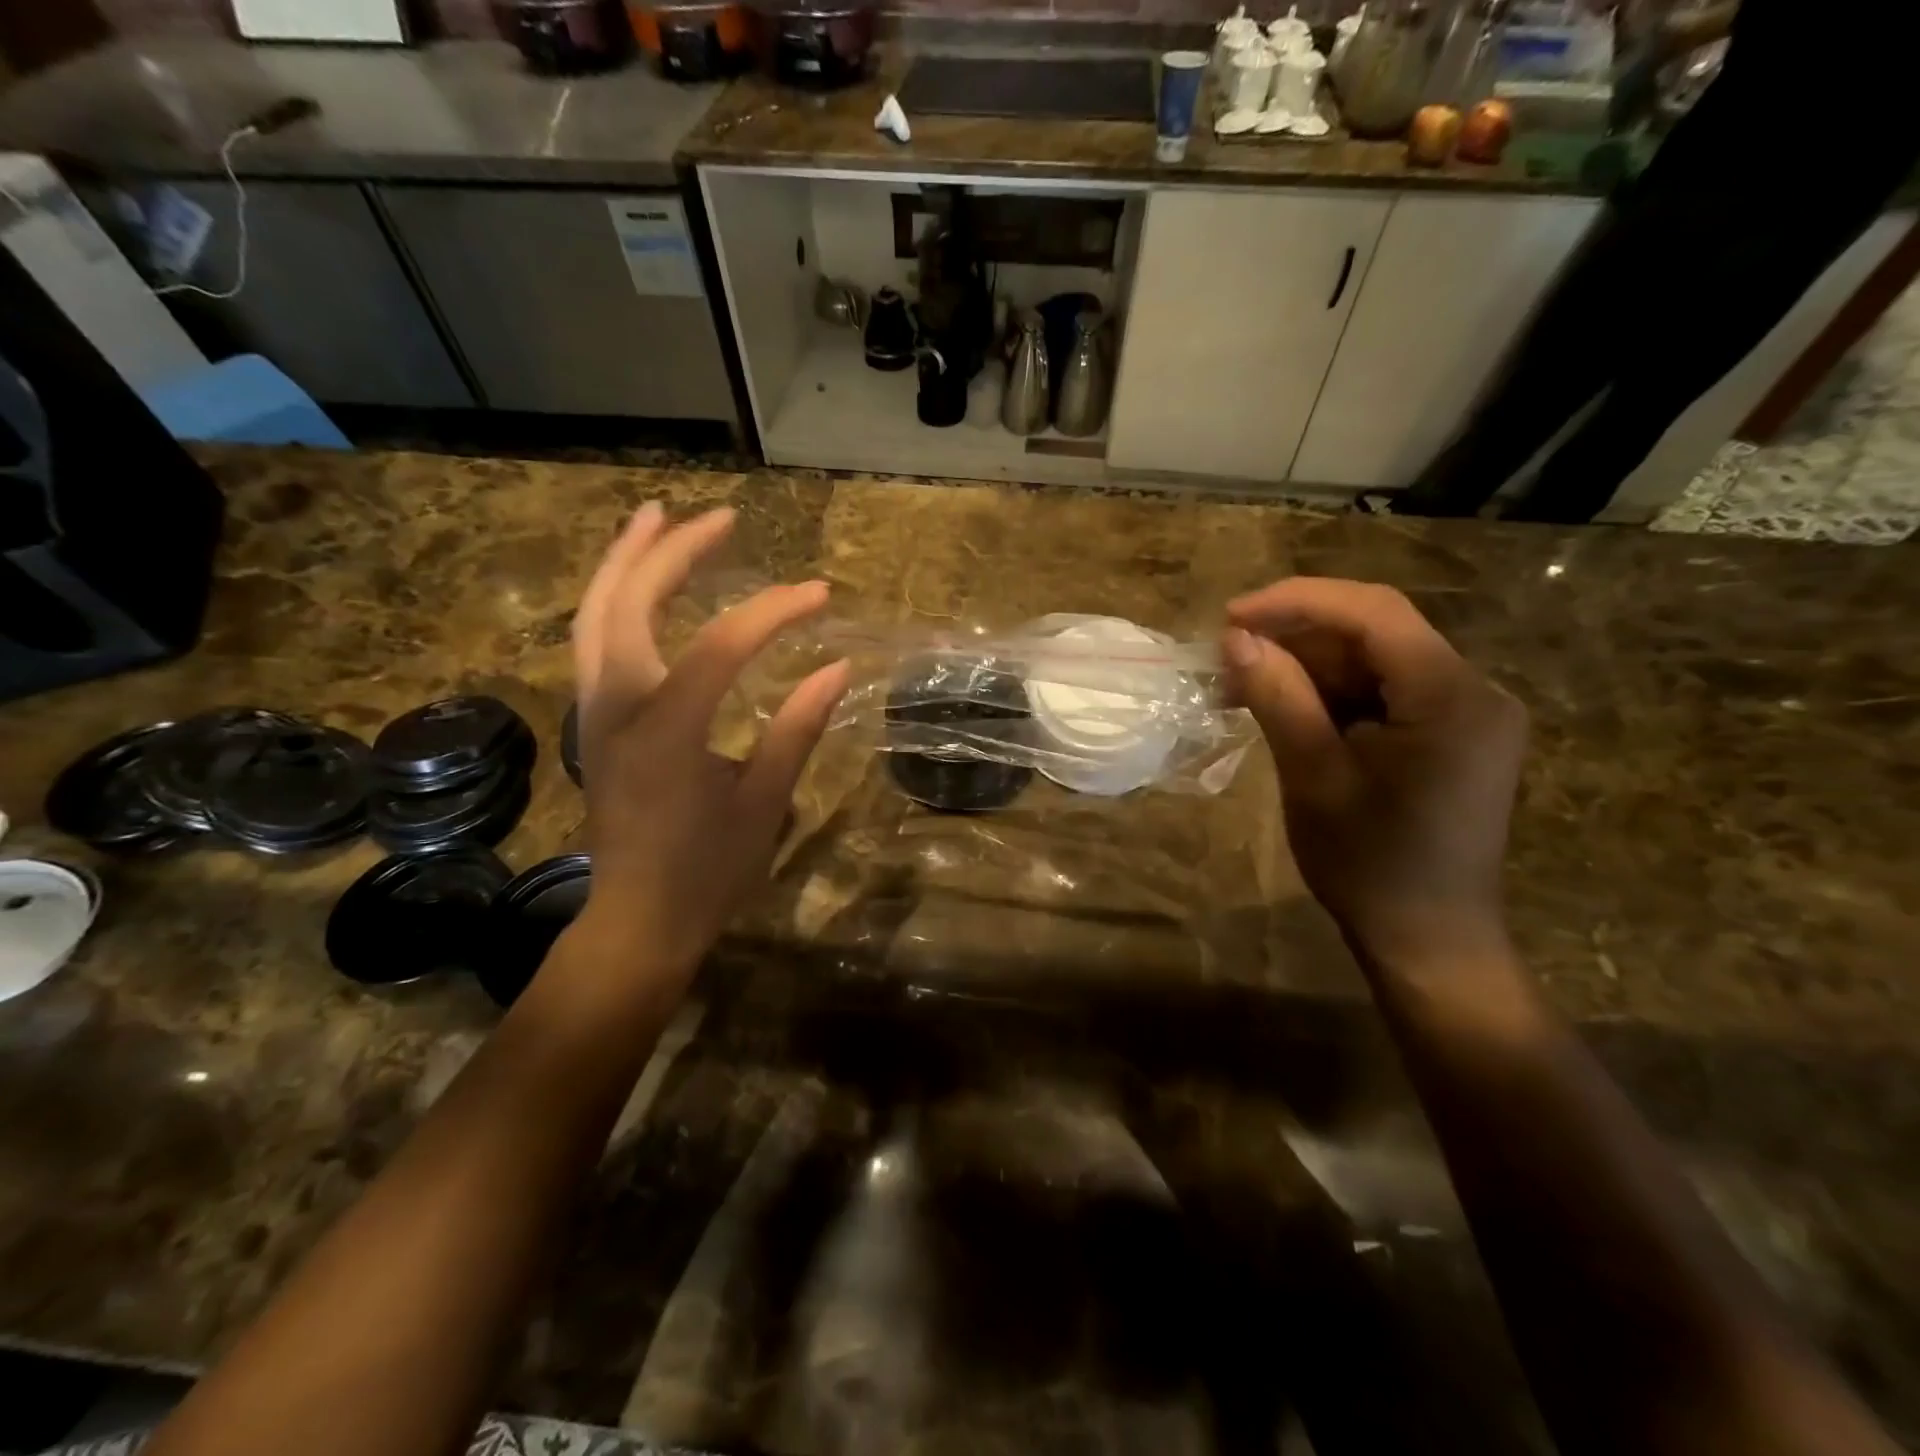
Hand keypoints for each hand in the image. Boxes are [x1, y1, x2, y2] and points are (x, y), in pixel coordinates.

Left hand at [568, 503, 849, 989]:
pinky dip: (613, 599)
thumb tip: (838, 667)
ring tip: (656, 519)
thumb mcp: (764, 803)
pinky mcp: (596, 724)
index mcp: (666, 731)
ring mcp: (596, 714)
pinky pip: (593, 642)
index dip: (773, 611)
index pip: (720, 645)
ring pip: (593, 616)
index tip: (820, 594)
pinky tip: (639, 586)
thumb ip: (797, 729)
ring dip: (624, 562)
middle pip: (627, 603)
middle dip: (672, 551)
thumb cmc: (708, 872)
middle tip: (719, 517)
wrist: (639, 921)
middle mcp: (617, 708)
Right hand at [1223, 579, 1527, 968]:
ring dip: (1307, 668)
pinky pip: (1384, 693)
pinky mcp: (1450, 736)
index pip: (1374, 613)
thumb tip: (1235, 639)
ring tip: (1241, 689)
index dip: (1297, 602)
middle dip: (1296, 638)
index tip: (1230, 617)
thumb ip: (1279, 697)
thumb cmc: (1370, 866)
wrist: (1429, 941)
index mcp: (1453, 698)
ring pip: (1375, 662)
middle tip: (1227, 660)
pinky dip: (1330, 695)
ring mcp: (1466, 713)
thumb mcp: (1314, 777)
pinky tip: (1285, 710)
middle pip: (1375, 634)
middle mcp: (1473, 691)